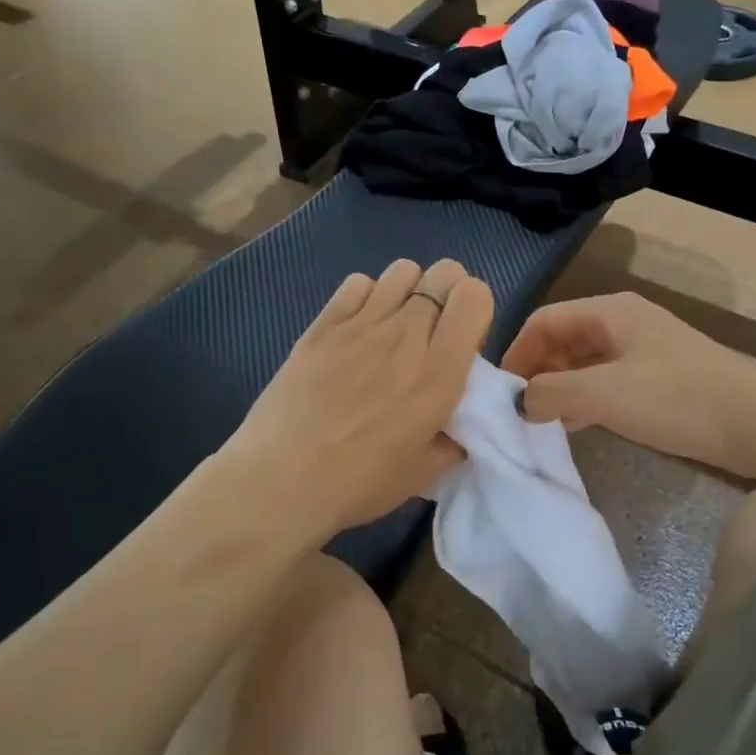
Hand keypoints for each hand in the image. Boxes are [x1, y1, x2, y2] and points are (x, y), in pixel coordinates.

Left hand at [228, 259, 493, 543]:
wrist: (280, 481)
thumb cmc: (357, 483)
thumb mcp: (423, 473)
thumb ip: (452, 441)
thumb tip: (458, 427)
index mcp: (439, 373)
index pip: (475, 296)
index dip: (475, 309)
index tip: (462, 341)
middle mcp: (406, 336)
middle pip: (444, 272)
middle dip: (448, 294)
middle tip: (433, 331)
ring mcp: (361, 324)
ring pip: (402, 270)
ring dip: (409, 291)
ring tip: (395, 326)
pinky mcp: (322, 325)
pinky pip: (357, 283)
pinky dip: (366, 296)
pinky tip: (357, 329)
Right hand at [501, 293, 755, 472]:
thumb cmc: (677, 398)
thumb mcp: (604, 393)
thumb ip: (552, 392)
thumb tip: (520, 400)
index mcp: (608, 312)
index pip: (544, 320)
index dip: (517, 352)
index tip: (500, 392)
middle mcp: (623, 323)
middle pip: (563, 339)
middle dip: (537, 371)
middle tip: (519, 411)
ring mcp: (644, 351)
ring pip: (585, 363)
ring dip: (560, 388)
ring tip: (541, 422)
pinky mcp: (660, 380)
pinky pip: (607, 382)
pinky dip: (586, 399)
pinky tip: (578, 425)